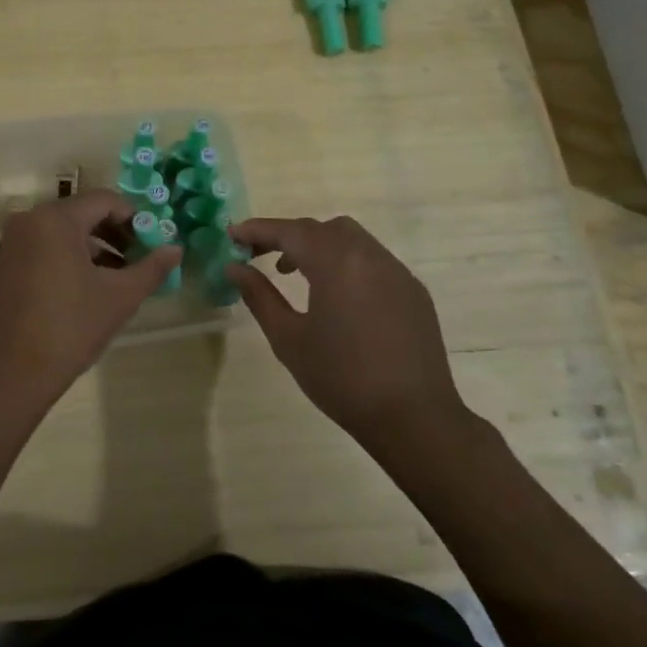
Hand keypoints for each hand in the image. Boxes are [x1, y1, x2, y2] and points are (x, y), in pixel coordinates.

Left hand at [0, 191, 181, 417]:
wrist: (9, 373)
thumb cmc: (69, 328)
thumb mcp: (119, 297)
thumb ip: (151, 269)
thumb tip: (176, 249)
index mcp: (55, 219)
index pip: (105, 200)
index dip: (135, 218)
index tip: (154, 243)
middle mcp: (30, 220)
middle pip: (84, 214)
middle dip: (116, 234)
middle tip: (141, 260)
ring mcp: (14, 243)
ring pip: (65, 233)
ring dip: (96, 249)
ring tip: (121, 278)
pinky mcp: (6, 265)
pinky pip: (46, 248)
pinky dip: (71, 259)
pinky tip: (91, 288)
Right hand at [227, 216, 471, 446]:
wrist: (414, 418)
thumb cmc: (342, 379)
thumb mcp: (289, 339)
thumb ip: (259, 297)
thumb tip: (235, 268)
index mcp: (337, 263)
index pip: (290, 231)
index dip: (258, 230)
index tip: (232, 236)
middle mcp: (369, 255)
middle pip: (321, 228)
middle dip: (287, 235)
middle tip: (258, 255)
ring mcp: (397, 271)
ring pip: (351, 239)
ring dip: (318, 245)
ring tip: (294, 273)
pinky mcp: (413, 290)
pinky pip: (372, 259)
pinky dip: (345, 261)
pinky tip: (335, 295)